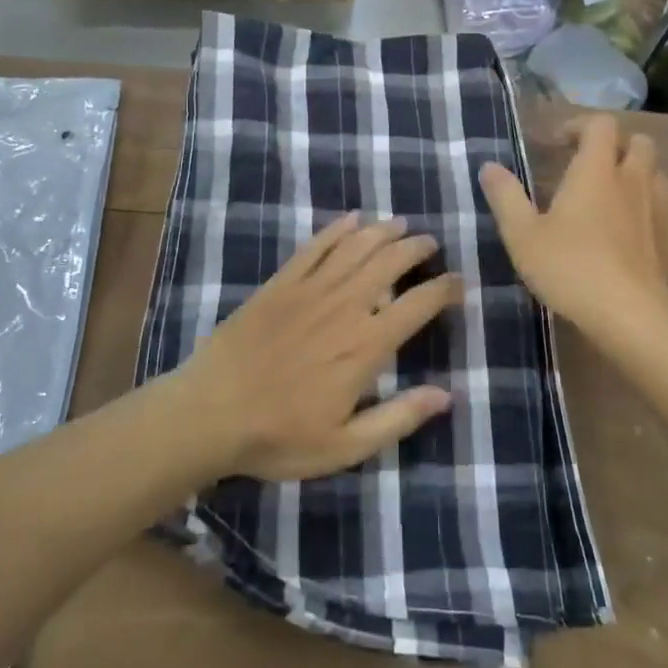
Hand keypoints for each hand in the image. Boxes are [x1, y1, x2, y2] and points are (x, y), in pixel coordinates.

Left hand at [177, 212, 461, 482]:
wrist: (209, 413)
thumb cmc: (279, 436)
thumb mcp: (345, 446)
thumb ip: (398, 418)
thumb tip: (447, 396)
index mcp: (365, 346)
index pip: (417, 305)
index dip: (443, 289)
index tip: (459, 282)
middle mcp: (344, 307)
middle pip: (389, 263)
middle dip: (416, 248)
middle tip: (430, 243)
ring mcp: (309, 290)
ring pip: (356, 247)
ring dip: (383, 232)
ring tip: (402, 224)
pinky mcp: (279, 284)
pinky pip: (314, 247)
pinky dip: (336, 229)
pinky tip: (351, 220)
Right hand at [479, 115, 667, 334]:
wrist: (630, 315)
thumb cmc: (570, 268)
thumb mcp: (523, 235)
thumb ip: (506, 197)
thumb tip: (489, 166)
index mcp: (596, 171)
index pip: (600, 124)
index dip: (579, 125)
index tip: (556, 144)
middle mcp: (631, 181)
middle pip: (638, 142)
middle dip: (614, 145)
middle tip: (586, 165)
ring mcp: (656, 210)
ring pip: (654, 173)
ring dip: (633, 173)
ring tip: (606, 195)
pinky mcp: (667, 239)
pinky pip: (659, 206)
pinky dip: (642, 206)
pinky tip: (622, 231)